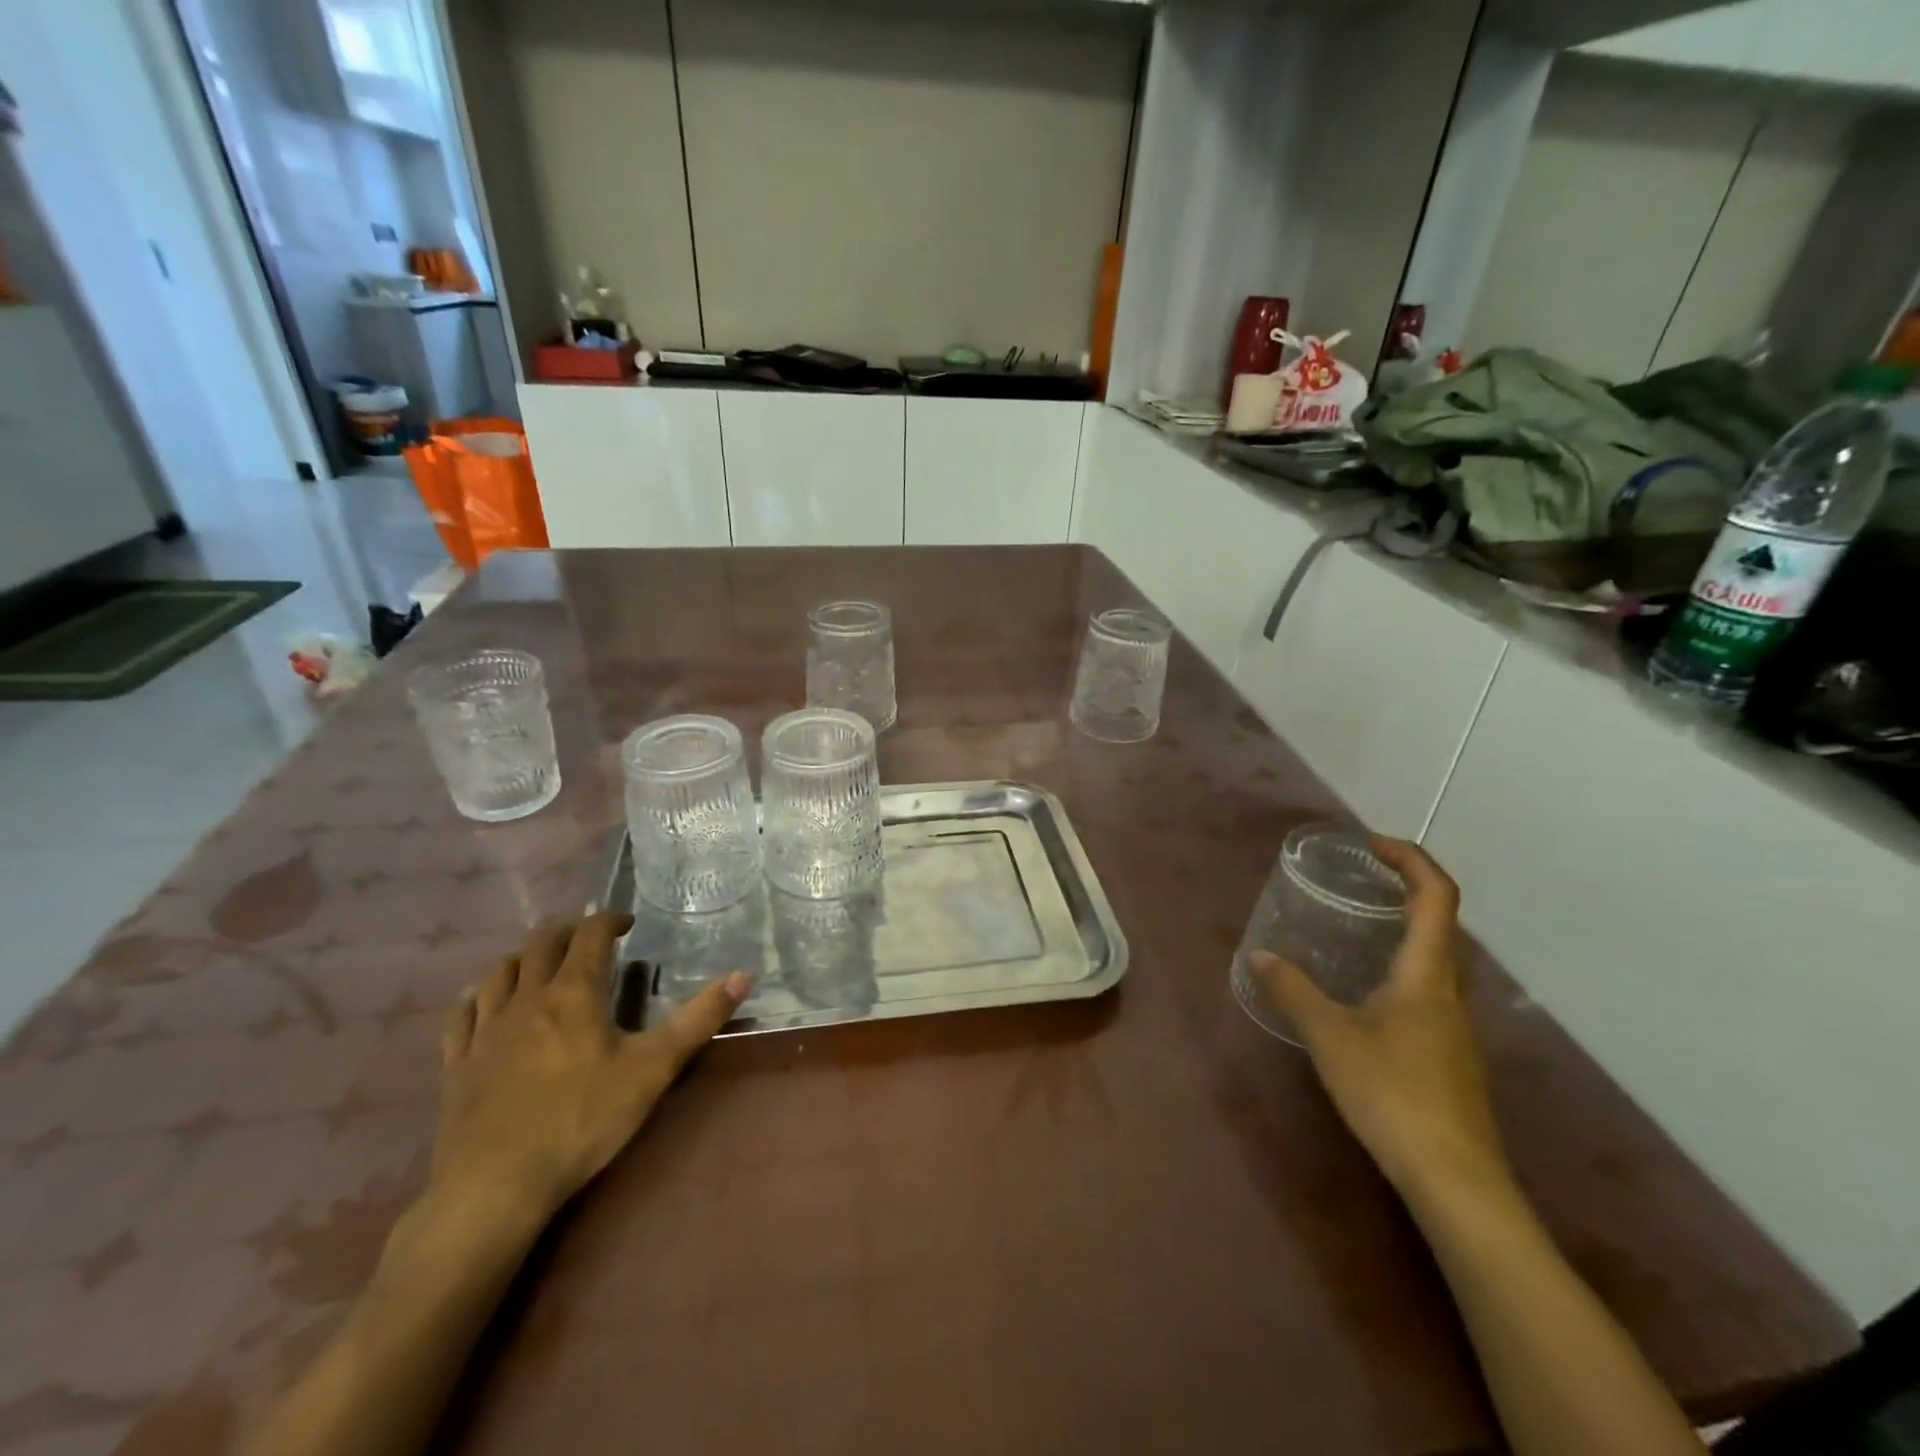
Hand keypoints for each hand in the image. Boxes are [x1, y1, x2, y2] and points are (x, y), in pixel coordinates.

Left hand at [433, 911, 748, 1219]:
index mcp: (574, 992)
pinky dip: (479, 997)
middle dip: (569, 931)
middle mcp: (527, 997)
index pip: (591, 934)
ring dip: (524, 957)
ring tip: (541, 964)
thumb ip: (699, 1019)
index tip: (628, 923)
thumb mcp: (654, 1069)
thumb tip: (743, 974)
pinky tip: (484, 1003)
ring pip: (500, 971)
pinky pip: (463, 1014)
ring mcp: (486, 1029)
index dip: (610, 919)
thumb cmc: (582, 1120)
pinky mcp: (458, 1063)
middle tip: (590, 939)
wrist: (495, 1187)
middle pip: (542, 943)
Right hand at [1251, 838, 1510, 1205]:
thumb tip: (1260, 956)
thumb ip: (1294, 991)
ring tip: (1357, 929)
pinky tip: (1364, 994)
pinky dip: (1400, 969)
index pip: (1437, 896)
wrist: (1456, 1181)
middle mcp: (1449, 992)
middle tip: (1360, 880)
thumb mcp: (1330, 1037)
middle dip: (1406, 890)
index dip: (1411, 859)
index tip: (1372, 844)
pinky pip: (1428, 991)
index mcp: (1427, 975)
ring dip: (1404, 930)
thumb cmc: (1393, 1094)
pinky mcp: (1451, 1057)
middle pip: (1442, 924)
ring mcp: (1455, 1028)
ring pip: (1436, 960)